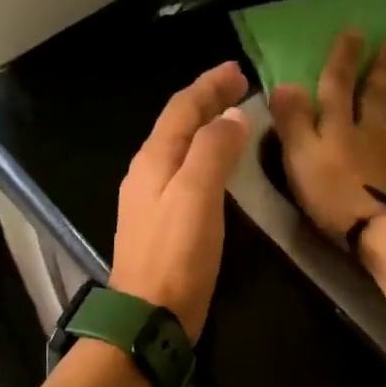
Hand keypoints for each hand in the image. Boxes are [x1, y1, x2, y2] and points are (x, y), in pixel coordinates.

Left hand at [110, 62, 249, 338]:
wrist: (148, 317)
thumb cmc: (176, 255)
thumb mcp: (196, 195)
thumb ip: (212, 151)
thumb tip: (232, 117)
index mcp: (153, 160)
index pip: (182, 109)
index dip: (209, 86)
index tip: (238, 69)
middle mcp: (147, 174)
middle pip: (178, 125)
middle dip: (207, 102)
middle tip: (238, 85)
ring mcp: (150, 201)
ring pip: (180, 149)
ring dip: (205, 128)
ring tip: (232, 118)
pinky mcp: (161, 225)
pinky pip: (184, 174)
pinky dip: (204, 157)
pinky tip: (217, 167)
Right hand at [269, 30, 385, 247]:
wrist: (382, 229)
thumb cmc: (334, 195)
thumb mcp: (300, 156)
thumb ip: (293, 121)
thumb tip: (285, 83)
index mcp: (340, 125)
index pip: (340, 83)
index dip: (345, 57)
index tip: (356, 29)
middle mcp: (370, 132)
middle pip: (377, 93)